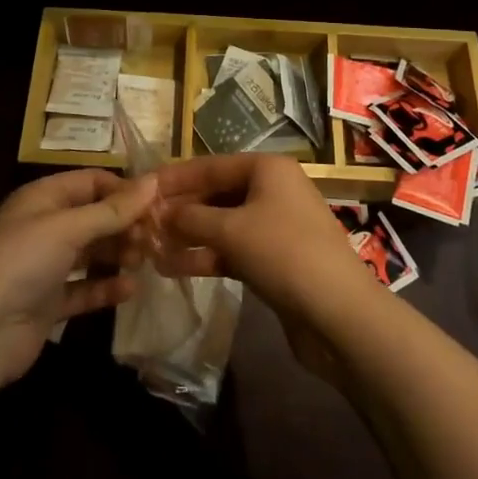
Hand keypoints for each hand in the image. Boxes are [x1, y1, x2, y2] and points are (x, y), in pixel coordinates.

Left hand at [0, 167, 155, 382]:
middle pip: (94, 217)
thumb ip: (113, 209)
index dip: (124, 189)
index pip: (91, 181)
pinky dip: (106, 288)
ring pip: (91, 253)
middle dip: (125, 224)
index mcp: (43, 198)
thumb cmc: (22, 261)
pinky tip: (131, 289)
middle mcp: (44, 227)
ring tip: (146, 260)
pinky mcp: (49, 303)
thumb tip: (155, 180)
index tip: (158, 202)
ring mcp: (45, 266)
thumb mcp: (69, 227)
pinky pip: (85, 289)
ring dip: (119, 254)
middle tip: (156, 237)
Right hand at [152, 154, 379, 382]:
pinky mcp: (275, 259)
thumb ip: (190, 218)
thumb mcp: (231, 230)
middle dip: (179, 210)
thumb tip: (159, 213)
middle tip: (140, 224)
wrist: (338, 313)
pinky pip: (233, 249)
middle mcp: (272, 190)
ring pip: (222, 224)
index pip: (209, 165)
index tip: (139, 188)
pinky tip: (174, 268)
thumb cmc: (283, 253)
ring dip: (188, 236)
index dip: (173, 178)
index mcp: (267, 169)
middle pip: (215, 193)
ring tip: (150, 249)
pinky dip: (207, 256)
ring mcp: (275, 226)